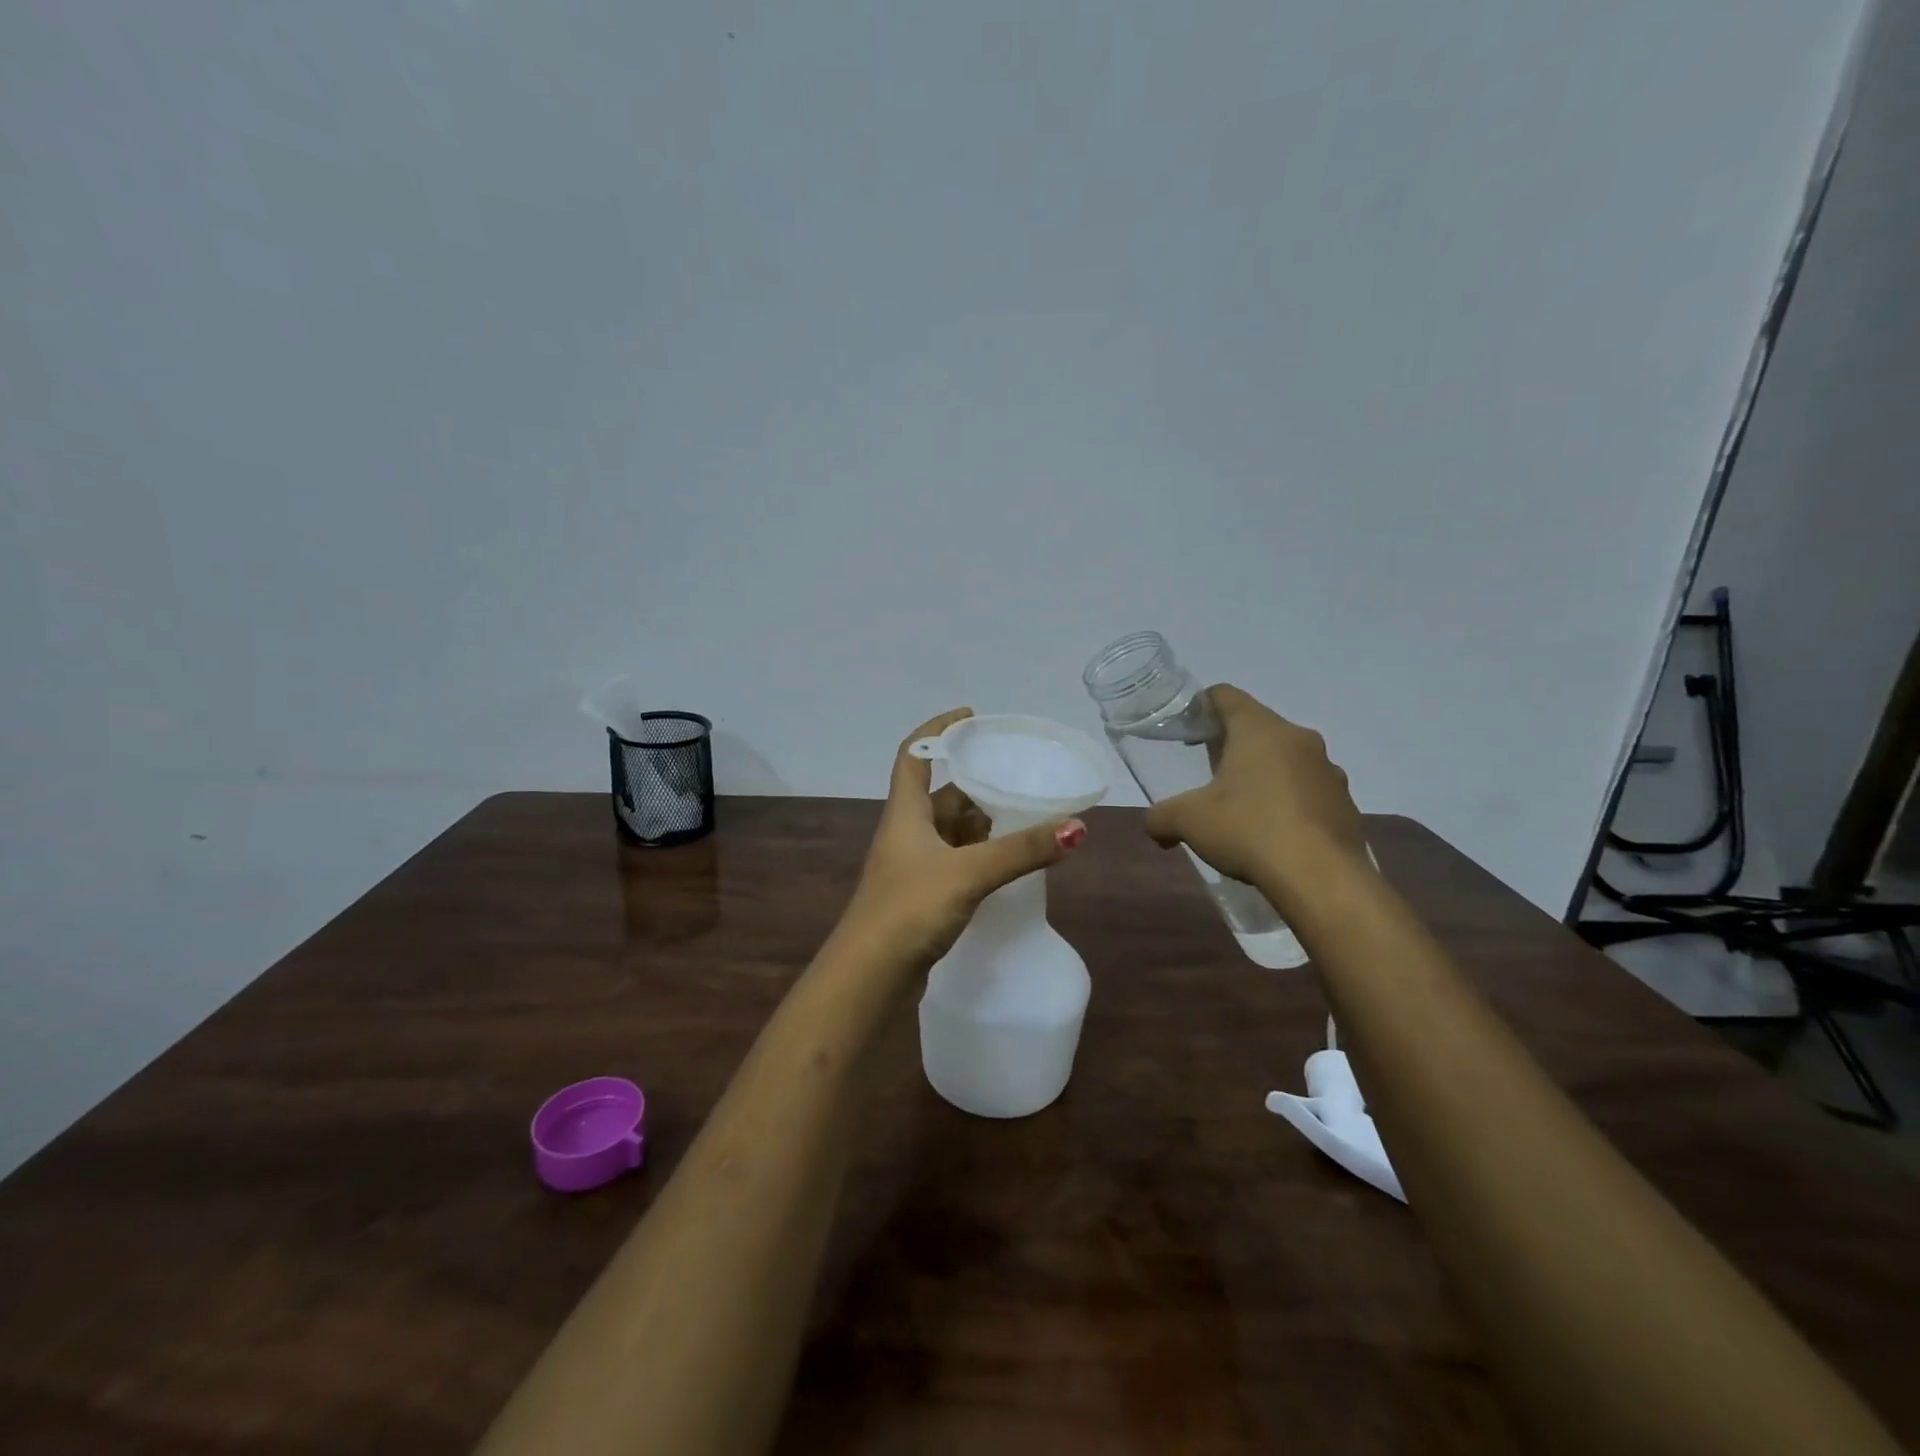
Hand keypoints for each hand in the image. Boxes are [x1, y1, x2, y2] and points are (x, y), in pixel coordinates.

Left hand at [839, 708, 1086, 971]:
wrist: (869, 979)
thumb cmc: (909, 910)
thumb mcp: (968, 873)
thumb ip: (1021, 851)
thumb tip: (1077, 826)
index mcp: (906, 812)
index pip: (914, 754)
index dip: (939, 730)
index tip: (972, 717)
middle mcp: (907, 832)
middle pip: (943, 795)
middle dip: (979, 785)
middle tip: (1022, 779)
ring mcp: (913, 866)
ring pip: (953, 831)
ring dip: (984, 824)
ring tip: (1028, 818)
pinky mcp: (923, 896)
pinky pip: (957, 861)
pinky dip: (981, 856)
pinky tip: (1009, 863)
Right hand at [1142, 685, 1365, 903]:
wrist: (1322, 879)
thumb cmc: (1249, 830)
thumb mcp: (1188, 821)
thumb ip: (1161, 817)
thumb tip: (1155, 827)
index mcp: (1260, 730)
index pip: (1226, 696)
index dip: (1202, 705)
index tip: (1188, 727)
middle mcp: (1299, 740)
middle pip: (1258, 727)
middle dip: (1232, 745)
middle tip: (1208, 772)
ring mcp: (1329, 772)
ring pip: (1287, 759)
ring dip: (1264, 774)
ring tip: (1242, 807)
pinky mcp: (1346, 805)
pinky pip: (1309, 791)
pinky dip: (1289, 802)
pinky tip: (1273, 833)